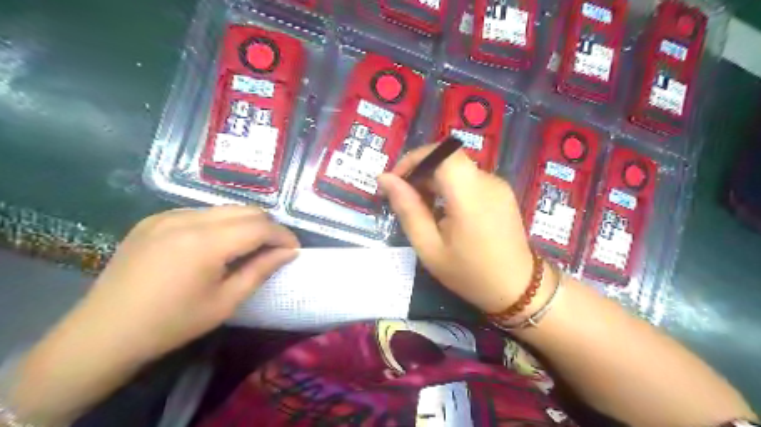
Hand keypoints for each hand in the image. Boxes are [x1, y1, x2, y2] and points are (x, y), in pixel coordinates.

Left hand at [68, 205, 299, 360]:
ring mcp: (167, 215)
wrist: (104, 333)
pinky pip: (201, 212)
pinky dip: (220, 224)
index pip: (260, 226)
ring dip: (245, 224)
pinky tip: (215, 245)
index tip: (294, 250)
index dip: (283, 236)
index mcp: (205, 243)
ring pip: (225, 208)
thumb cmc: (172, 324)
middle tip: (275, 249)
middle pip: (246, 210)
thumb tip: (289, 252)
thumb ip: (261, 270)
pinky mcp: (153, 219)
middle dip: (268, 227)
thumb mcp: (225, 302)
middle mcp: (187, 219)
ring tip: (249, 247)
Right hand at [377, 146, 530, 313]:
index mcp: (469, 193)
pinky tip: (443, 212)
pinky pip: (469, 179)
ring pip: (457, 168)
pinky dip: (450, 187)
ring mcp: (497, 185)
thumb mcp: (429, 247)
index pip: (440, 152)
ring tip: (421, 210)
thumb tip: (384, 179)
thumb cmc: (470, 273)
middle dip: (420, 172)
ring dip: (433, 181)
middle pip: (447, 159)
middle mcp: (487, 180)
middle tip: (403, 200)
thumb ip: (407, 209)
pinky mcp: (501, 192)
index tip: (395, 181)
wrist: (518, 289)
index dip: (414, 159)